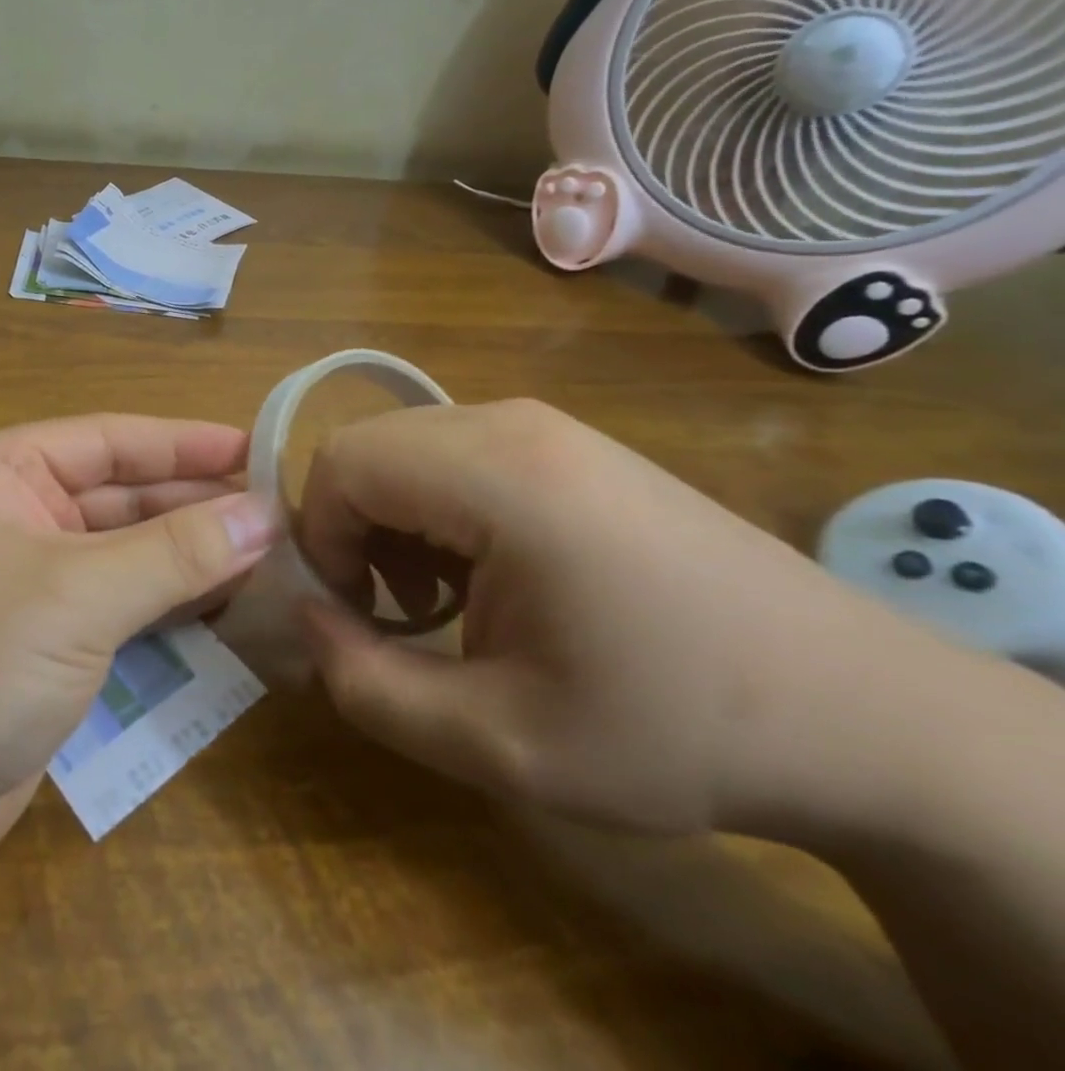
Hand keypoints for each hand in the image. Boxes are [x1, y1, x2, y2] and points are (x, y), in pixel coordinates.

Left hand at [0, 415, 279, 908]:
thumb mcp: (75, 595)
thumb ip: (174, 553)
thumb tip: (263, 515)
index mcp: (3, 471)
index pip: (112, 441)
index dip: (188, 445)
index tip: (262, 452)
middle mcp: (14, 517)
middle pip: (125, 500)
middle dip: (198, 510)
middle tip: (284, 520)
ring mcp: (28, 587)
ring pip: (126, 560)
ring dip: (190, 565)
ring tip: (273, 565)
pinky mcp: (42, 649)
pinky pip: (118, 615)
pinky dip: (167, 614)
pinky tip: (226, 617)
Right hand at [294, 399, 964, 838]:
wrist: (858, 712)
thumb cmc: (673, 729)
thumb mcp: (502, 742)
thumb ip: (369, 686)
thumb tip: (307, 619)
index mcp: (499, 474)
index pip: (342, 463)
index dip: (321, 537)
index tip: (358, 615)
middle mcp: (513, 422)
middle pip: (368, 447)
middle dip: (351, 528)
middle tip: (394, 610)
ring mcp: (546, 426)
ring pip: (406, 447)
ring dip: (391, 519)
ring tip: (439, 599)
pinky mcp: (567, 444)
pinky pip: (453, 453)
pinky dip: (434, 508)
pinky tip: (485, 574)